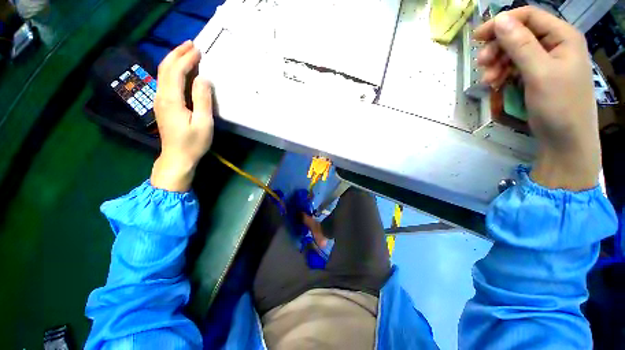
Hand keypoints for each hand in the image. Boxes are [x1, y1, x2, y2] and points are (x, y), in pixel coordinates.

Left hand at [151, 41, 213, 191]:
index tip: (198, 50)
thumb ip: (202, 100)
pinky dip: (172, 71)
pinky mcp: (163, 106)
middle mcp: (161, 96)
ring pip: (163, 74)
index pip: (175, 71)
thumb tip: (203, 79)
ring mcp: (160, 101)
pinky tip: (180, 71)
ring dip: (173, 60)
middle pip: (165, 68)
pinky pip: (165, 82)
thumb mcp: (204, 123)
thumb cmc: (193, 143)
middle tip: (190, 44)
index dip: (186, 59)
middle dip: (177, 54)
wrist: (177, 158)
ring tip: (186, 52)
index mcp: (171, 100)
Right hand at [474, 7, 599, 189]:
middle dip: (498, 47)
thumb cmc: (559, 106)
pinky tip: (495, 84)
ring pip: (514, 52)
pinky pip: (515, 67)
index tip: (477, 38)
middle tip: (481, 64)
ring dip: (497, 63)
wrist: (565, 140)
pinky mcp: (537, 76)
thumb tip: (499, 20)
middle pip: (520, 34)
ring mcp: (546, 61)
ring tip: (488, 80)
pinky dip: (503, 73)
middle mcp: (555, 44)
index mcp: (563, 36)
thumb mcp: (540, 73)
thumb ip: (521, 45)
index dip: (503, 22)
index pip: (529, 16)